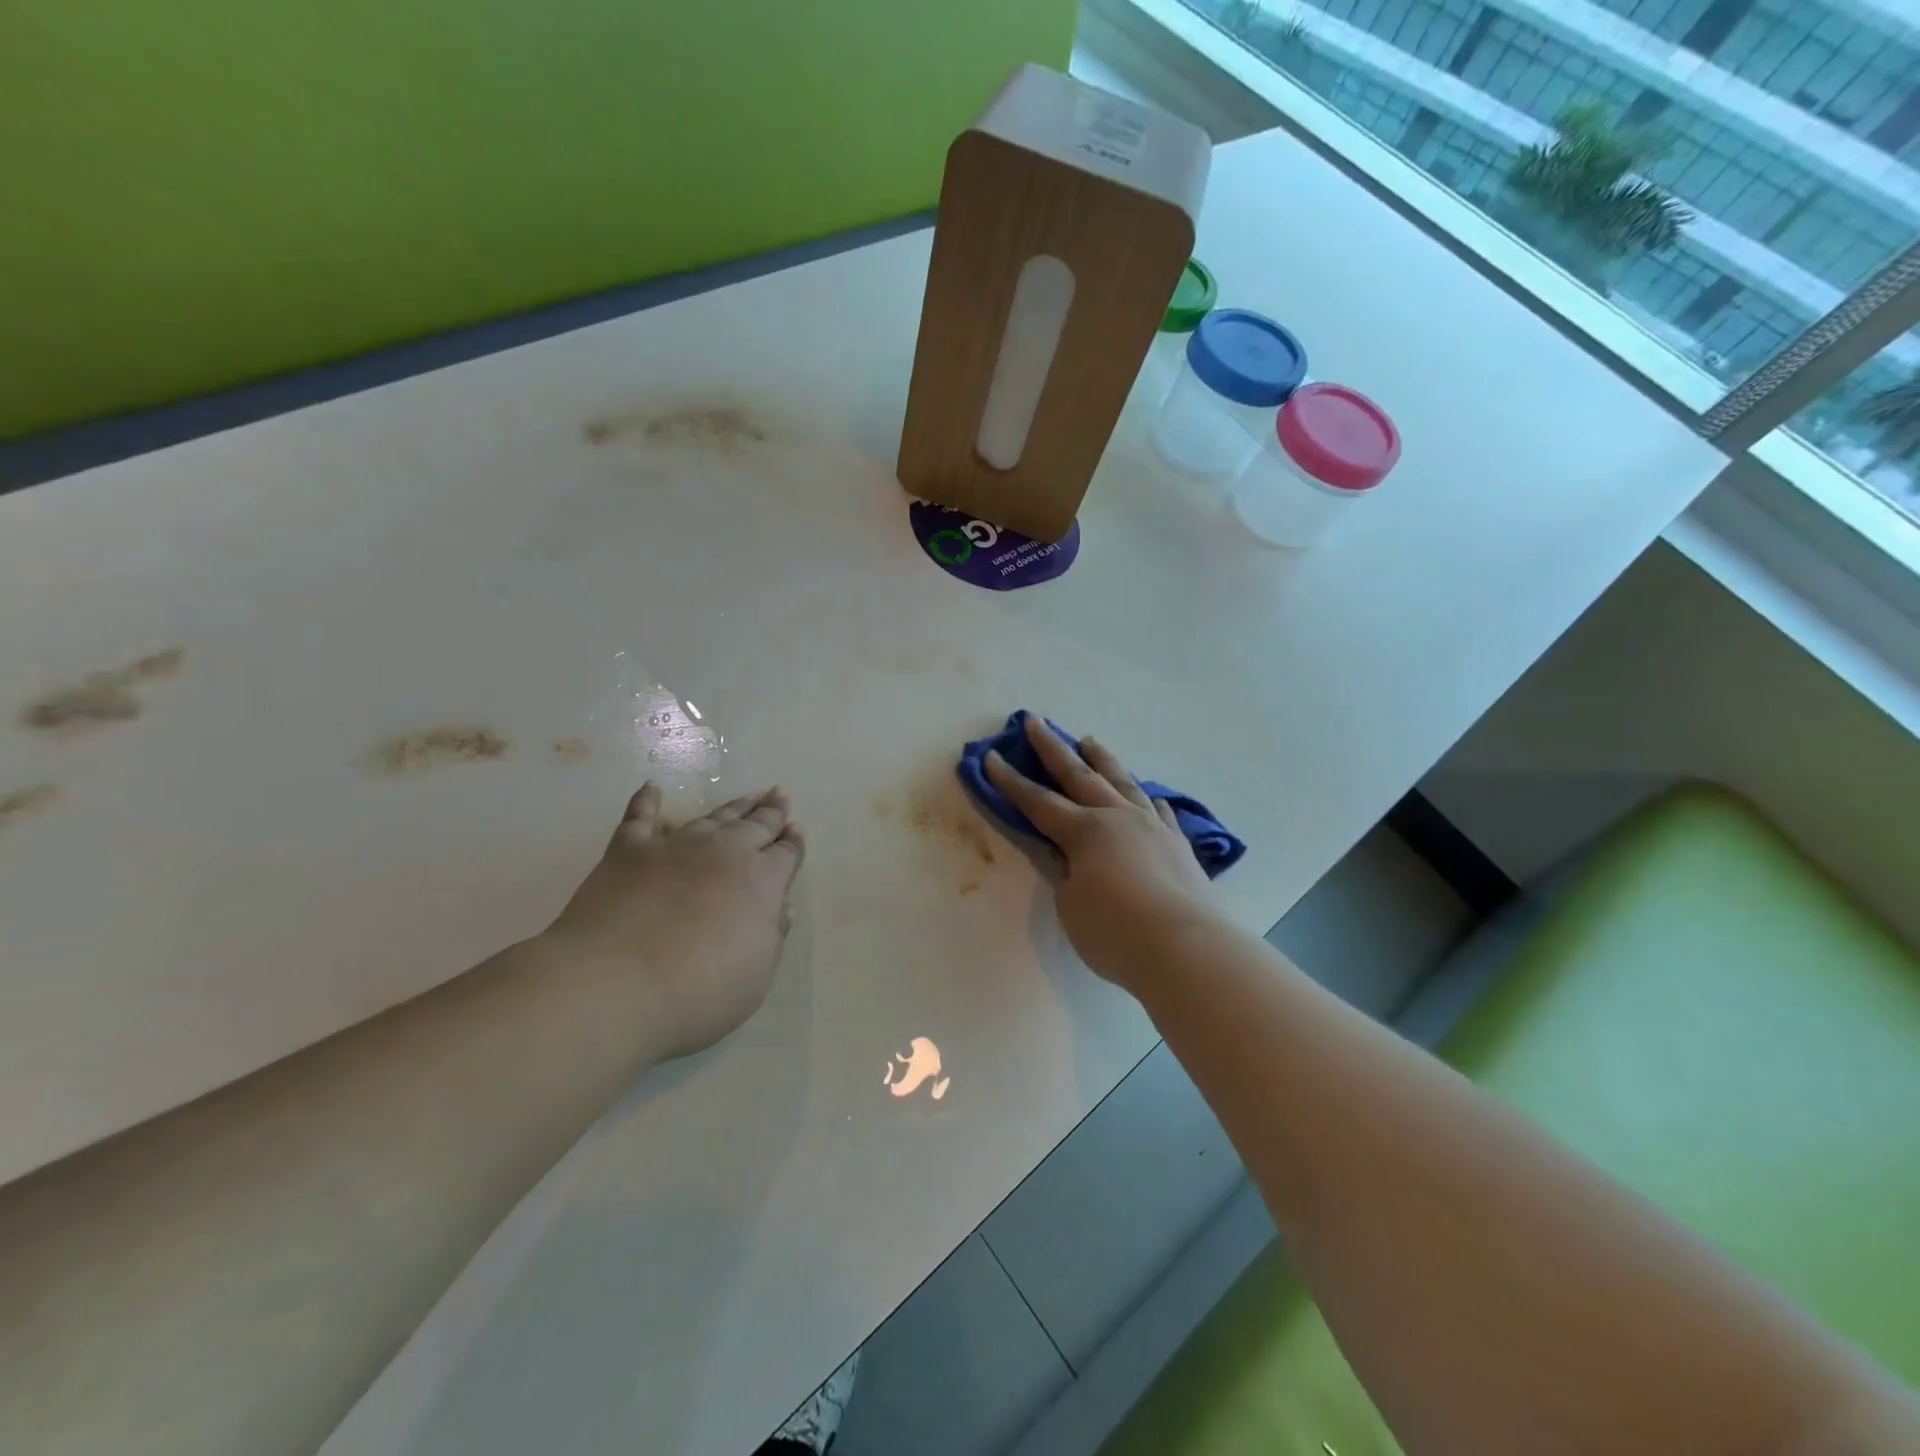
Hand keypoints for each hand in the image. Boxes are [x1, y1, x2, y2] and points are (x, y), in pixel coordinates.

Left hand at [539, 783, 804, 1060]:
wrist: (613, 987)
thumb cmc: (697, 993)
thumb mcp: (756, 976)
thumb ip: (771, 936)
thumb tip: (779, 906)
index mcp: (762, 881)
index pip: (786, 854)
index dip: (794, 843)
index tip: (797, 829)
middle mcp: (725, 853)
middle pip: (755, 826)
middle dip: (771, 812)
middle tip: (780, 795)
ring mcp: (675, 847)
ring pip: (712, 818)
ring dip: (733, 806)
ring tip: (748, 795)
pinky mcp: (628, 851)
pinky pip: (640, 818)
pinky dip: (646, 802)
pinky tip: (651, 788)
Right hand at [984, 715, 1213, 995]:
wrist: (1186, 947)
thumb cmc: (1115, 931)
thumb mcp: (1070, 904)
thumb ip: (1063, 872)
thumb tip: (1063, 854)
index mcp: (1084, 831)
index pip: (1037, 802)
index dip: (1011, 781)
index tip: (991, 757)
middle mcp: (1117, 817)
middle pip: (1079, 775)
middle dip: (1053, 749)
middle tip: (1036, 722)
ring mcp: (1152, 826)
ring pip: (1122, 782)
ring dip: (1103, 760)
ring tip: (1090, 742)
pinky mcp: (1178, 844)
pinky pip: (1159, 812)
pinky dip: (1149, 801)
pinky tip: (1150, 796)